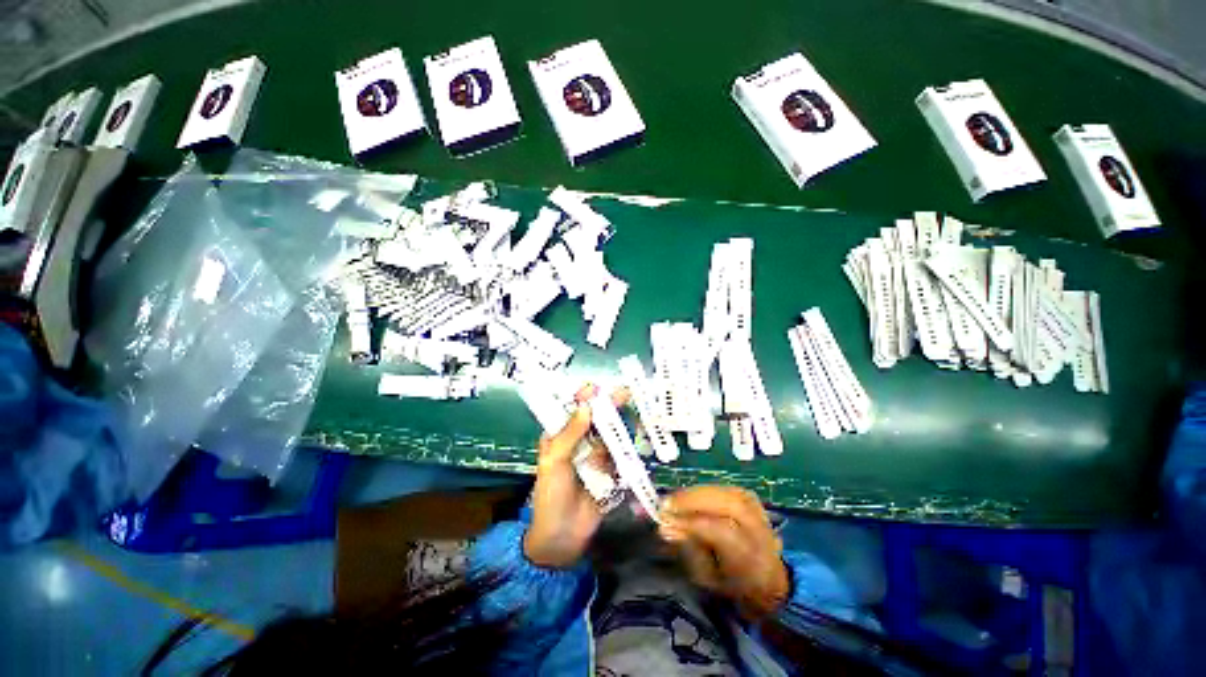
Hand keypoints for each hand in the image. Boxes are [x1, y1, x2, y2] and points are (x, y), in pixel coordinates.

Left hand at [523, 385, 620, 568]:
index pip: (571, 411)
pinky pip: (620, 455)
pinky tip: (639, 439)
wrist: (562, 538)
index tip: (595, 386)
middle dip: (609, 406)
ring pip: (610, 435)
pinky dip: (629, 447)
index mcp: (559, 437)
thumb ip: (570, 434)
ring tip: (636, 413)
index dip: (583, 397)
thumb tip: (586, 406)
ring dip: (622, 424)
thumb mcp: (554, 462)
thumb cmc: (550, 496)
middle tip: (625, 392)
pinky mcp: (610, 472)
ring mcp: (596, 457)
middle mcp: (579, 443)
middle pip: (596, 420)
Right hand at [659, 486, 790, 619]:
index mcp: (754, 562)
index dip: (692, 522)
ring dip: (698, 493)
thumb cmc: (731, 585)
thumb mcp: (707, 579)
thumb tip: (666, 527)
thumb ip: (690, 551)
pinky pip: (728, 490)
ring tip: (675, 499)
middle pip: (732, 505)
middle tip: (667, 502)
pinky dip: (707, 491)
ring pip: (730, 493)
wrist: (765, 581)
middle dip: (695, 500)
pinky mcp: (753, 501)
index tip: (665, 519)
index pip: (724, 532)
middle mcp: (763, 534)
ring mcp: (762, 514)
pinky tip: (690, 496)